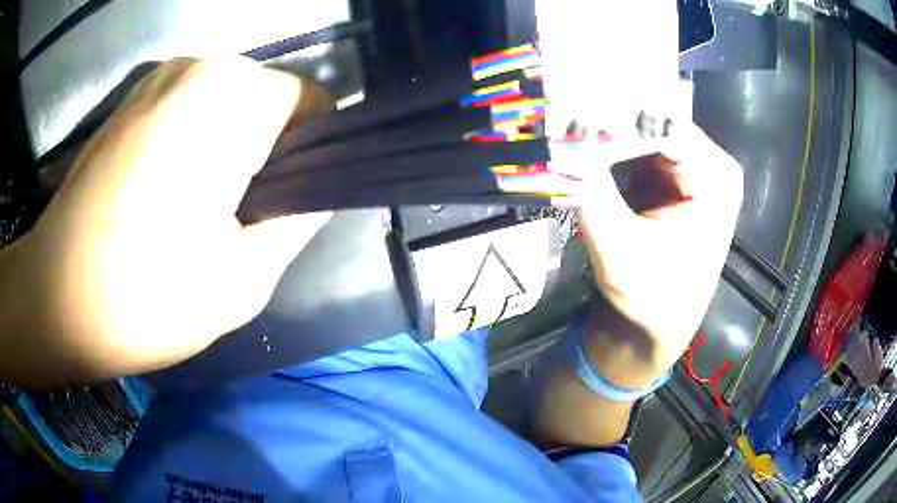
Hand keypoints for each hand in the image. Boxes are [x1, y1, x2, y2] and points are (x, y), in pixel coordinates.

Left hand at [2, 58, 329, 383]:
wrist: (54, 298)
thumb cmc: (142, 298)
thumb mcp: (241, 280)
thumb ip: (296, 221)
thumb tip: (318, 190)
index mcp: (229, 99)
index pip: (312, 104)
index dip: (308, 156)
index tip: (278, 205)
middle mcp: (199, 66)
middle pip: (269, 99)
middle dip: (267, 151)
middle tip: (234, 216)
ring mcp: (161, 75)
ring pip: (231, 100)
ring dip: (229, 146)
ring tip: (195, 206)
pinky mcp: (134, 96)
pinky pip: (193, 105)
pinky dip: (196, 139)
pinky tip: (163, 189)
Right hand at [568, 123, 743, 386]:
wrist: (653, 328)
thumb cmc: (651, 300)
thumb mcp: (619, 251)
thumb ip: (590, 194)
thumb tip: (554, 141)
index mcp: (715, 176)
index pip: (660, 122)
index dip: (612, 114)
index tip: (564, 112)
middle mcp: (708, 162)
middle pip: (650, 122)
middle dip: (604, 123)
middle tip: (555, 119)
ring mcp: (689, 167)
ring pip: (637, 133)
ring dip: (600, 136)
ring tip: (560, 132)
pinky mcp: (669, 177)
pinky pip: (632, 150)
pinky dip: (604, 151)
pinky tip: (578, 152)